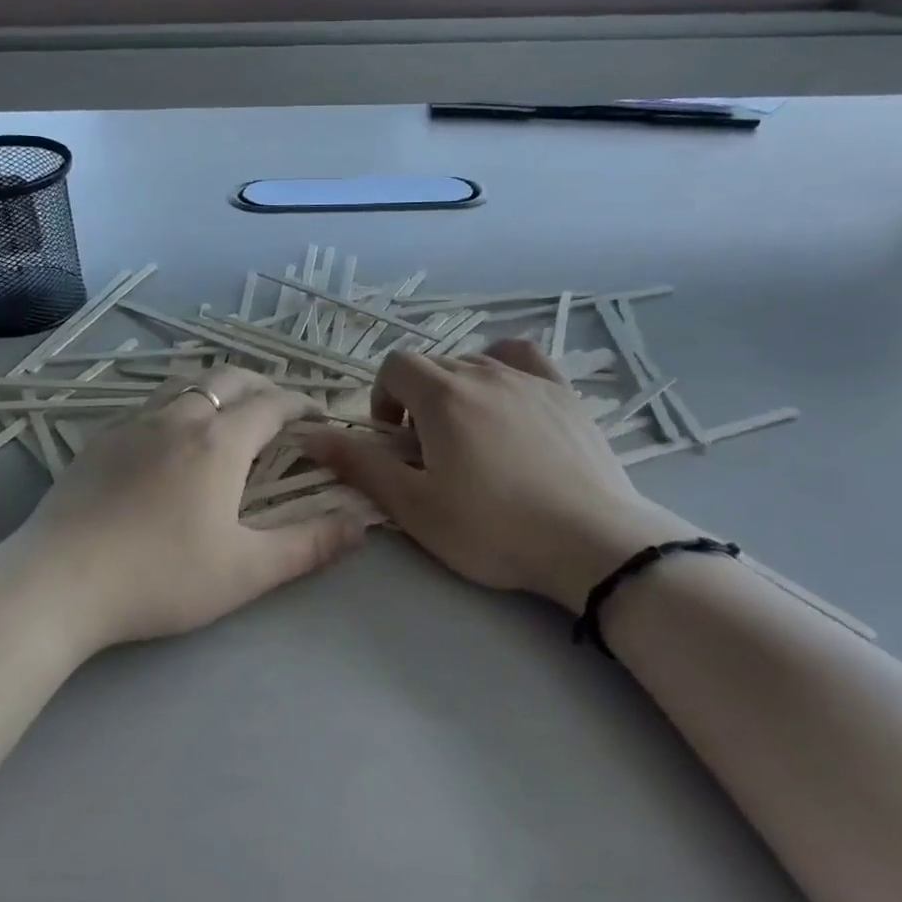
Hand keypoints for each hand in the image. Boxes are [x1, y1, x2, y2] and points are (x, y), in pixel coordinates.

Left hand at [12, 367, 367, 649]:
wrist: (58, 582)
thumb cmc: (161, 577)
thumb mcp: (247, 570)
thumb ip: (310, 545)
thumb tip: (363, 524)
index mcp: (219, 442)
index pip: (272, 405)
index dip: (301, 404)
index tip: (318, 414)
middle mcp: (178, 418)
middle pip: (229, 379)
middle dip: (262, 385)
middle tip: (278, 408)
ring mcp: (133, 425)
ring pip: (185, 384)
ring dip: (217, 389)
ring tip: (228, 413)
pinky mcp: (100, 441)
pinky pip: (149, 405)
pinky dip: (177, 406)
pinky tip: (169, 440)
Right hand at [302, 340, 696, 613]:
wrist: (591, 542)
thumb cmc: (493, 528)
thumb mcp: (414, 506)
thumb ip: (360, 465)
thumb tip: (310, 435)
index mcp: (442, 395)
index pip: (395, 366)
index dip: (383, 398)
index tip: (395, 440)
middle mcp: (483, 372)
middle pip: (434, 366)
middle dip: (418, 401)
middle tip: (430, 453)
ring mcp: (529, 379)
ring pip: (475, 364)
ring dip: (458, 391)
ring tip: (470, 437)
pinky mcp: (564, 393)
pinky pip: (523, 359)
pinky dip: (503, 369)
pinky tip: (508, 398)